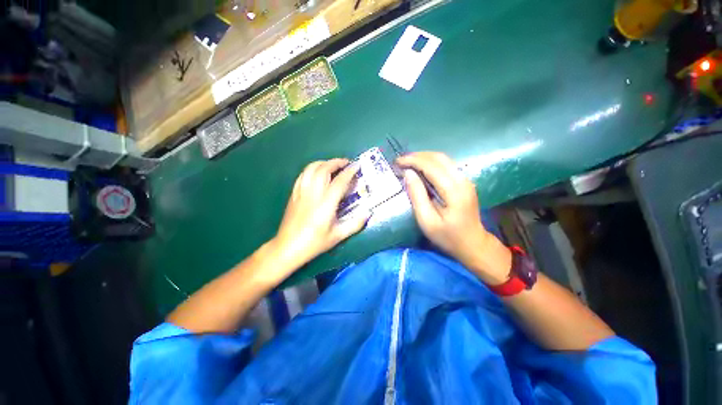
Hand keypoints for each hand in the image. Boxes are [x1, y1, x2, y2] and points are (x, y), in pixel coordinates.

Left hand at [272, 158, 369, 270]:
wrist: (287, 247)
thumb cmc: (314, 243)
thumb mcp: (338, 236)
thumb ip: (355, 224)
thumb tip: (368, 213)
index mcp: (325, 204)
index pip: (339, 182)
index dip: (349, 172)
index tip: (357, 166)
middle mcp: (313, 194)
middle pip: (323, 169)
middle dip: (336, 162)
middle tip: (346, 164)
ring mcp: (301, 192)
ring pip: (311, 169)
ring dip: (323, 163)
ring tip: (332, 166)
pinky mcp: (293, 194)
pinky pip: (302, 175)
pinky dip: (311, 169)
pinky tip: (317, 173)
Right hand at [396, 152, 510, 282]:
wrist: (473, 243)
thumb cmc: (448, 236)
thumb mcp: (426, 221)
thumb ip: (417, 195)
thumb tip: (407, 173)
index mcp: (454, 191)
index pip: (431, 166)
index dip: (412, 161)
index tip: (397, 162)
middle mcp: (462, 180)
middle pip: (439, 158)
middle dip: (417, 156)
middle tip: (400, 161)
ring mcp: (466, 180)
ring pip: (443, 159)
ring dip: (424, 158)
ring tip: (407, 163)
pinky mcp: (464, 182)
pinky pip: (446, 165)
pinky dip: (431, 163)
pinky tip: (420, 168)